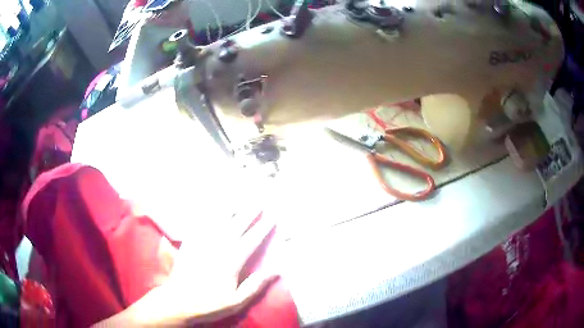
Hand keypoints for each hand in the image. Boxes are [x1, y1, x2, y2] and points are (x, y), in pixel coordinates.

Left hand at [93, 210, 277, 326]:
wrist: (178, 301)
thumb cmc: (209, 304)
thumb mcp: (236, 301)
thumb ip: (255, 285)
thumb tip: (276, 271)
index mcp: (231, 262)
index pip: (251, 241)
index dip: (262, 228)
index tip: (272, 217)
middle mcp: (217, 248)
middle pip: (236, 226)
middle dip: (249, 212)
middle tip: (258, 200)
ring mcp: (202, 243)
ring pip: (218, 221)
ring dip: (229, 208)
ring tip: (238, 196)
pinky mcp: (189, 242)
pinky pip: (199, 224)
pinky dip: (207, 213)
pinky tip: (211, 206)